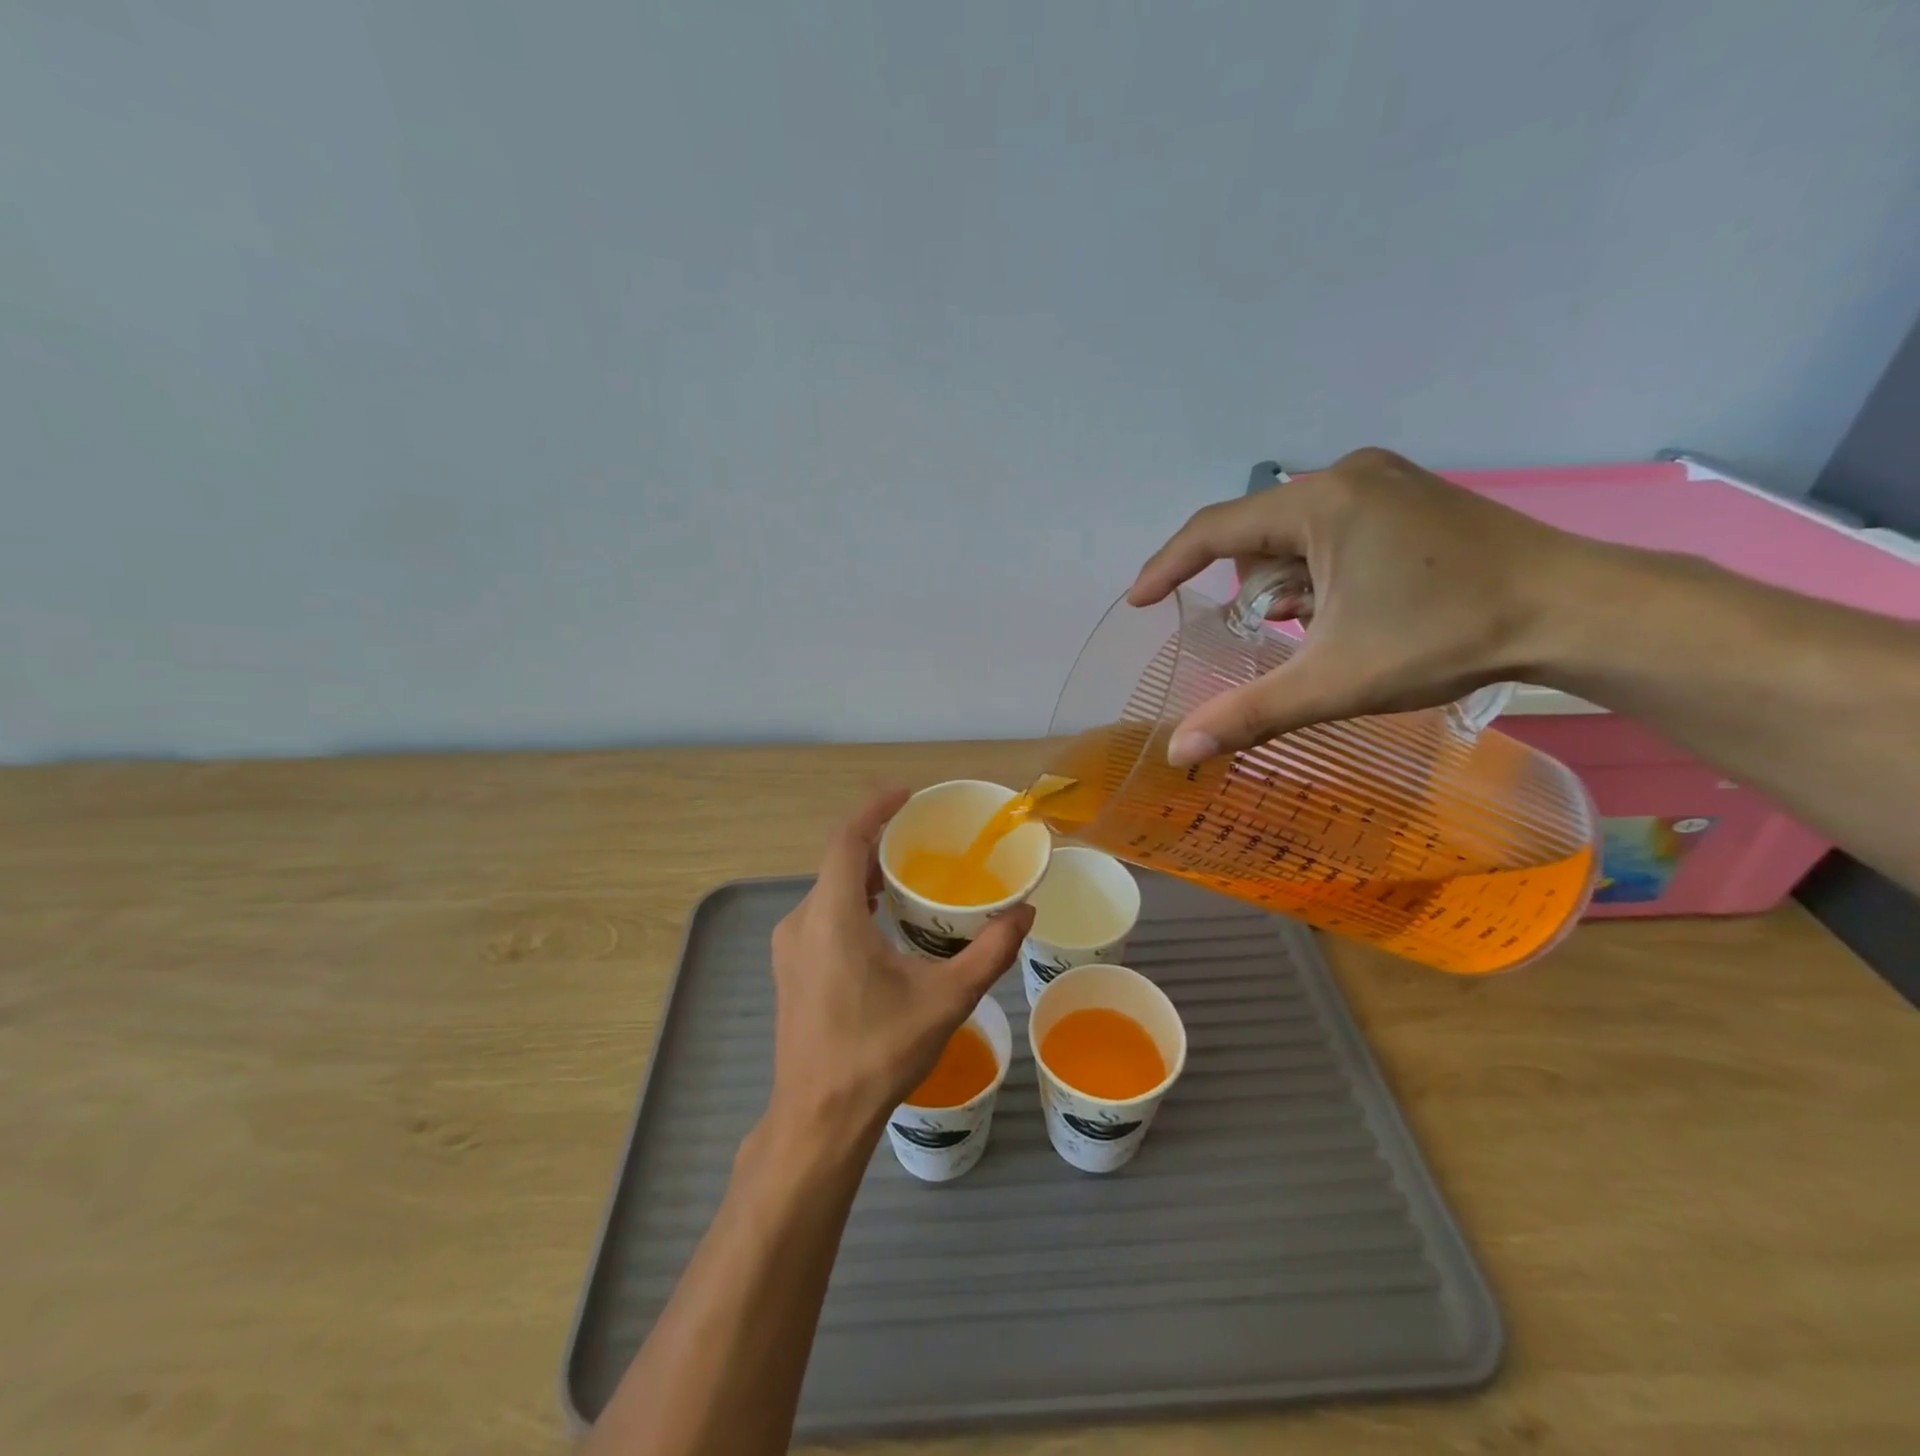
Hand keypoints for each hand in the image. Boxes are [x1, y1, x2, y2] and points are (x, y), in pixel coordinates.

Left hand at [764, 789, 1032, 1144]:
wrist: (818, 1118)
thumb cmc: (879, 1053)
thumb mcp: (945, 1000)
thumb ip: (989, 952)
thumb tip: (1024, 913)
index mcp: (832, 917)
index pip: (848, 840)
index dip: (875, 810)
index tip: (906, 794)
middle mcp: (802, 921)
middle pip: (838, 862)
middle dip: (877, 841)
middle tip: (921, 835)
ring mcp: (789, 946)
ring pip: (828, 889)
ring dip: (864, 873)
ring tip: (907, 873)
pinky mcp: (789, 967)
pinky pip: (821, 914)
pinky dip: (850, 900)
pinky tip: (881, 919)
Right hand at [1129, 447, 1587, 765]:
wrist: (1576, 610)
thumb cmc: (1446, 637)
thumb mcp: (1334, 681)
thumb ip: (1248, 714)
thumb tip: (1178, 755)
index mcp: (1321, 502)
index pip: (1214, 529)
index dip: (1167, 567)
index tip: (1138, 602)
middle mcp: (1347, 475)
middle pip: (1258, 535)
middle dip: (1253, 590)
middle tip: (1272, 637)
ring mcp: (1384, 480)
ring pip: (1296, 535)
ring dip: (1290, 585)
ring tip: (1323, 629)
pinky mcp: (1409, 496)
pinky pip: (1333, 530)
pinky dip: (1322, 572)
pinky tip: (1352, 608)